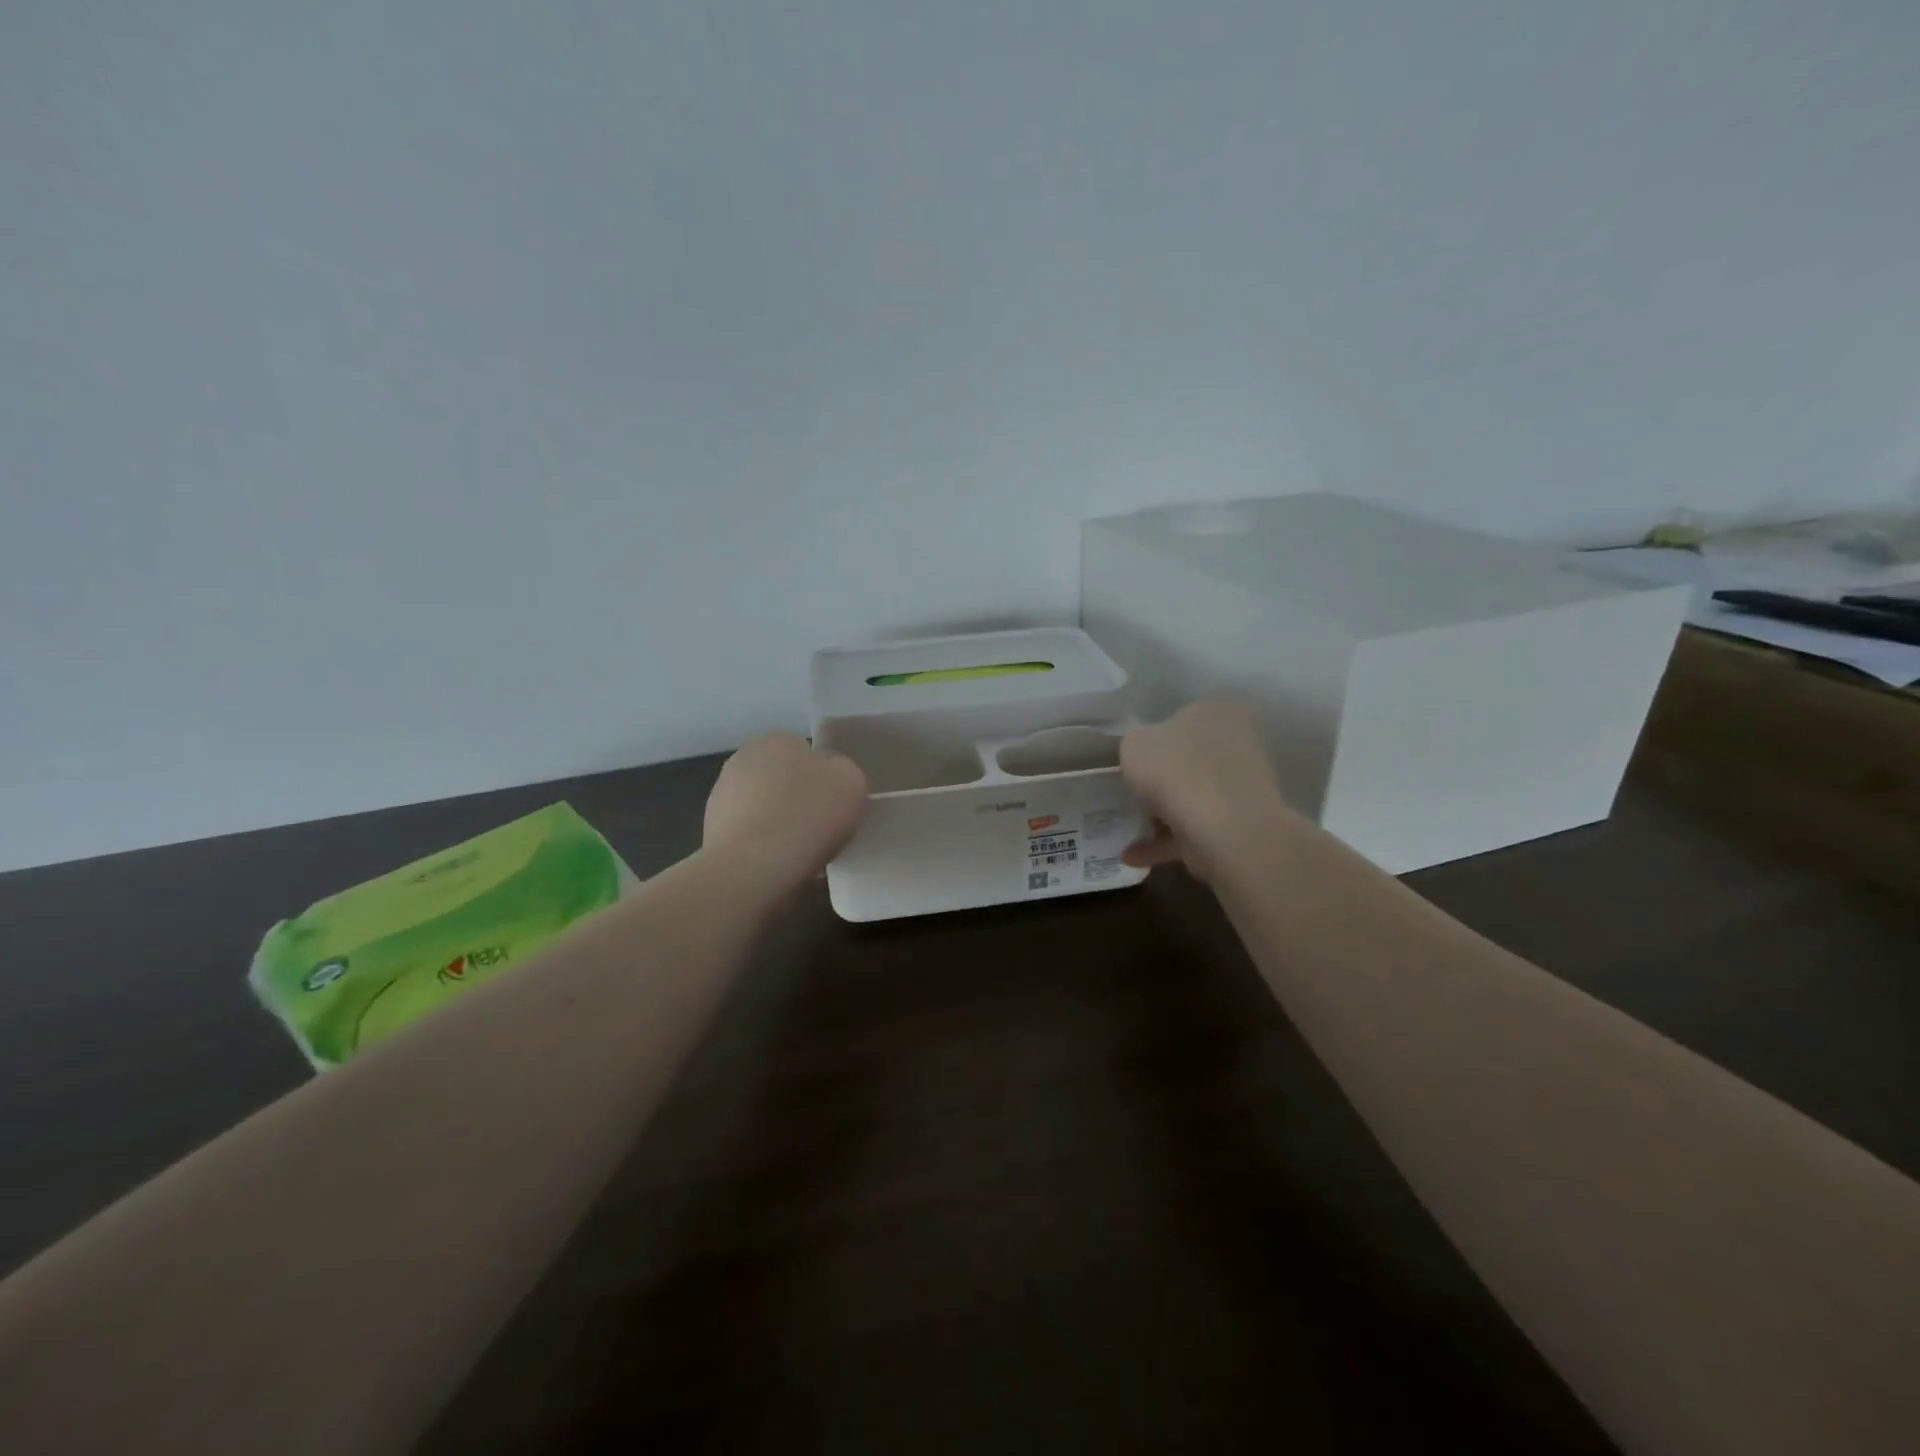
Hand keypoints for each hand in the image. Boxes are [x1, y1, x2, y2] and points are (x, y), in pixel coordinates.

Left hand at [703, 733, 867, 897]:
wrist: (754, 866)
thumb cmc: (809, 815)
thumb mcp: (852, 782)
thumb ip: (844, 771)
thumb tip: (829, 778)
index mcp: (778, 739)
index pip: (807, 754)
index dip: (825, 781)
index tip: (834, 806)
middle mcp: (744, 758)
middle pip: (784, 781)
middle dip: (799, 802)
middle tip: (820, 831)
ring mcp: (722, 795)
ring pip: (766, 810)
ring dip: (780, 826)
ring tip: (802, 857)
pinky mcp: (711, 830)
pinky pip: (750, 836)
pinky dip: (763, 848)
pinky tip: (779, 867)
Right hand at [1119, 700, 1297, 880]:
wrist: (1223, 826)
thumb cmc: (1175, 770)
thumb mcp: (1133, 744)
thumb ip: (1136, 743)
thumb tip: (1144, 752)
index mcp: (1215, 711)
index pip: (1181, 718)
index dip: (1154, 740)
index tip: (1134, 762)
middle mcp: (1238, 742)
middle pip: (1191, 759)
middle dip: (1164, 779)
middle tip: (1133, 795)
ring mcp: (1244, 786)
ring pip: (1195, 797)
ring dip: (1163, 816)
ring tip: (1129, 833)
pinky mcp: (1243, 824)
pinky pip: (1198, 829)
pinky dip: (1168, 842)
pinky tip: (1135, 856)